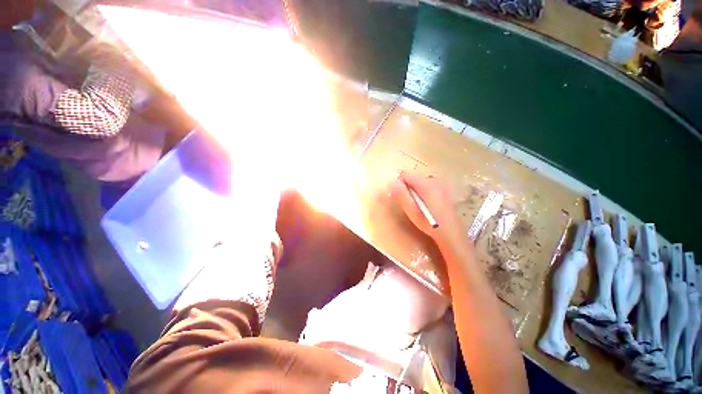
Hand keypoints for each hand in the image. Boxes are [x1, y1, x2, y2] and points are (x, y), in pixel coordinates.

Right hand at [390, 171, 469, 255]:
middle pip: (413, 177)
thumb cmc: (430, 224)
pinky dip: (423, 193)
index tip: (399, 197)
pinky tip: (427, 206)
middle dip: (407, 188)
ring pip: (420, 182)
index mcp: (426, 184)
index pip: (406, 174)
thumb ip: (402, 195)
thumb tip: (392, 181)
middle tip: (408, 204)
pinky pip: (428, 187)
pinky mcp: (445, 191)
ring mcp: (441, 185)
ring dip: (415, 191)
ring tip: (418, 207)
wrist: (453, 235)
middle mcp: (434, 181)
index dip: (399, 184)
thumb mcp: (412, 211)